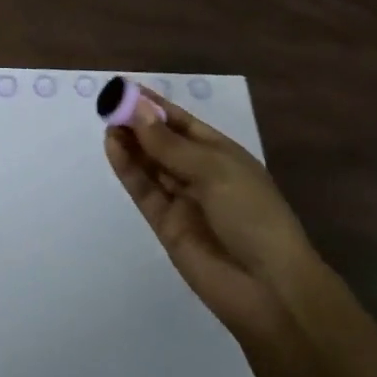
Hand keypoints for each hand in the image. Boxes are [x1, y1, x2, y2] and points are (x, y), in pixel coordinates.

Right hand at [104, 85, 334, 347]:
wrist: (269, 289)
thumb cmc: (252, 215)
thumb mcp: (214, 170)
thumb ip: (170, 144)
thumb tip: (138, 111)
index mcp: (222, 154)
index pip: (182, 123)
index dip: (155, 106)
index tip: (126, 88)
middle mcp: (200, 174)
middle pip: (162, 142)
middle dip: (138, 123)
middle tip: (109, 104)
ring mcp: (183, 200)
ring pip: (150, 165)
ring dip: (130, 143)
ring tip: (107, 122)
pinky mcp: (166, 225)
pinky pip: (144, 191)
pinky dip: (128, 169)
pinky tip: (113, 147)